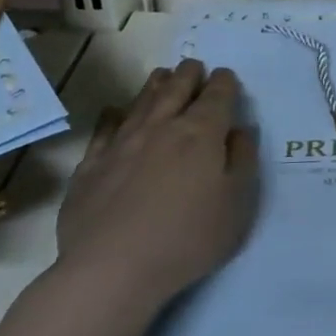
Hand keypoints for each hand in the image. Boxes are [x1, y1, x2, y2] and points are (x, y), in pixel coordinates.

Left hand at [53, 59, 258, 322]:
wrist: (112, 269)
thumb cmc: (188, 237)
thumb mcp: (238, 202)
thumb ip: (243, 159)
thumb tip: (239, 130)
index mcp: (201, 132)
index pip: (217, 94)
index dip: (224, 82)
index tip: (226, 78)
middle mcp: (162, 127)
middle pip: (177, 88)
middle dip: (189, 74)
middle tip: (194, 66)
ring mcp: (122, 144)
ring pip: (142, 101)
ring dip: (156, 85)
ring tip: (162, 75)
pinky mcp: (91, 166)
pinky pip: (104, 130)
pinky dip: (113, 116)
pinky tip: (114, 112)